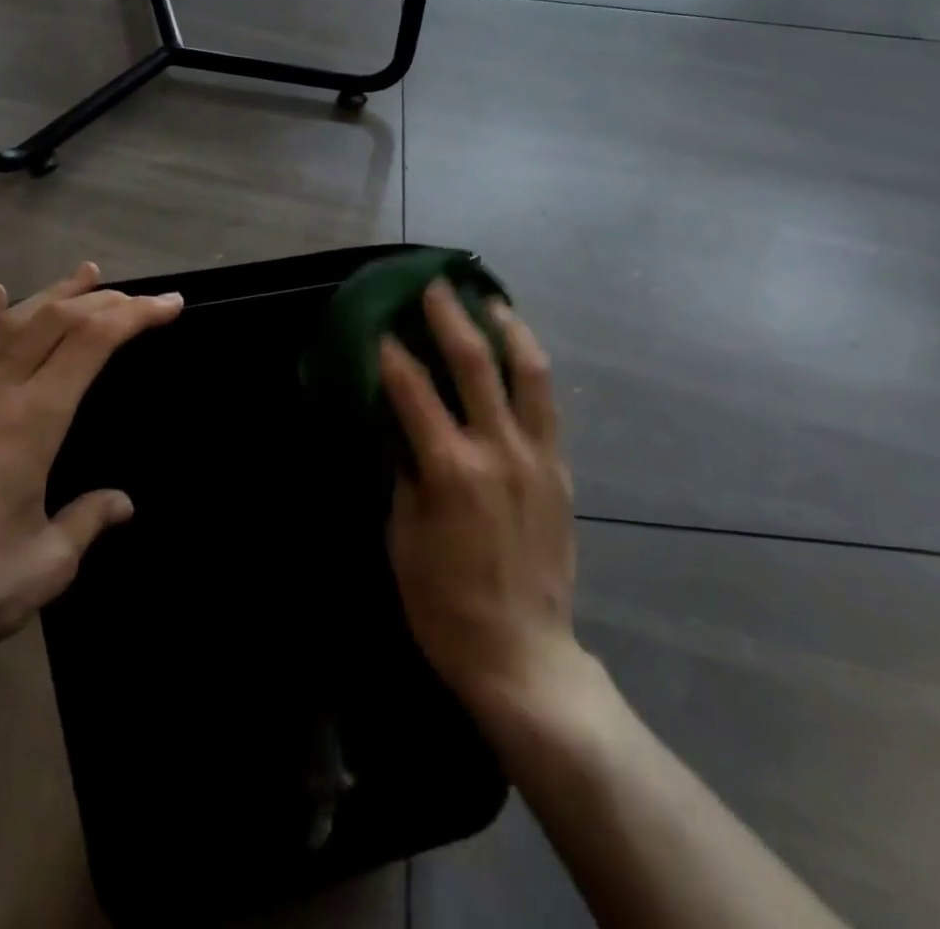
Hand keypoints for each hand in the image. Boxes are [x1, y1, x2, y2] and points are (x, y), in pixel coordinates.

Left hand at [0, 262, 181, 661]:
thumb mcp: (48, 563)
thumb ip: (89, 521)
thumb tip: (121, 502)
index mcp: (32, 419)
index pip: (92, 342)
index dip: (135, 315)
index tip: (171, 304)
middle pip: (57, 320)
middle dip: (107, 300)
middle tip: (144, 298)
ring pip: (14, 322)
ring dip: (56, 293)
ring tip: (89, 273)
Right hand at [382, 282, 578, 714]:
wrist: (523, 655)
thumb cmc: (445, 605)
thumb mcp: (403, 539)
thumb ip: (403, 472)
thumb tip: (396, 424)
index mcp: (450, 470)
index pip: (413, 391)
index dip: (391, 353)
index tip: (378, 325)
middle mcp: (498, 449)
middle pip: (474, 363)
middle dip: (449, 316)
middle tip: (433, 284)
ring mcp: (536, 455)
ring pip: (528, 371)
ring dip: (506, 327)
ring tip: (489, 299)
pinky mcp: (560, 469)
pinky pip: (547, 403)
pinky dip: (530, 366)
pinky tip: (517, 350)